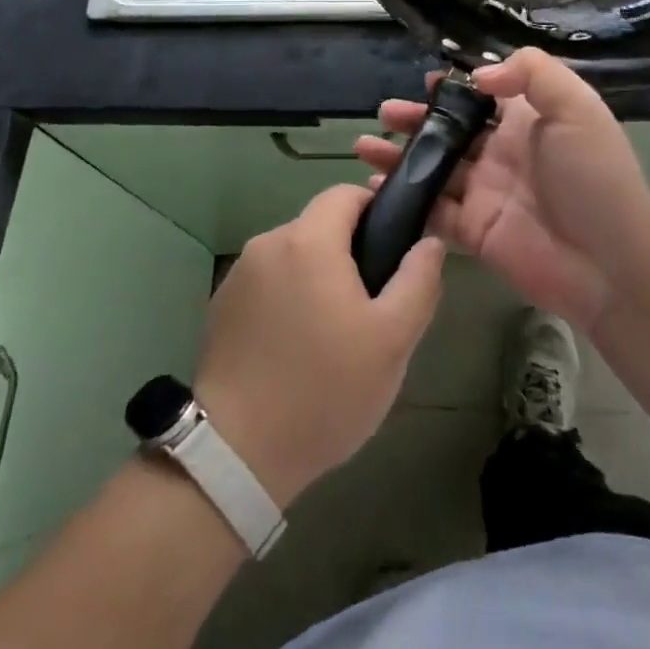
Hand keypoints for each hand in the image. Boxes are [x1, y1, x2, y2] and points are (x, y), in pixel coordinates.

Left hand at [193, 185, 444, 508]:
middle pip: (318, 225)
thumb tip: (430, 242)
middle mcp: (268, 243)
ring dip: (315, 277)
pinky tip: (294, 348)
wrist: (237, 454)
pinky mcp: (220, 306)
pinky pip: (266, 283)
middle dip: (347, 252)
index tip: (390, 250)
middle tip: (369, 306)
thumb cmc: (325, 390)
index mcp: (309, 241)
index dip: (375, 210)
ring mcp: (238, 275)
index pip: (345, 193)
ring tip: (332, 334)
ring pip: (292, 256)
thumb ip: (418, 281)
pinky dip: (286, 299)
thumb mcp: (393, 340)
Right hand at [356, 48, 649, 331]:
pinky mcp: (473, 231)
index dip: (456, 88)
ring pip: (434, 169)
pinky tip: (374, 188)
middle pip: (451, 131)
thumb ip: (531, 73)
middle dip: (417, 120)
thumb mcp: (576, 107)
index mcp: (528, 122)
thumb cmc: (592, 175)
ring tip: (366, 145)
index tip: (427, 81)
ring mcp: (485, 193)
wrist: (608, 262)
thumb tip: (478, 77)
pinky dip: (403, 199)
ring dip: (400, 156)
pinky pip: (431, 211)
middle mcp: (502, 153)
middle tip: (386, 113)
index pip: (485, 97)